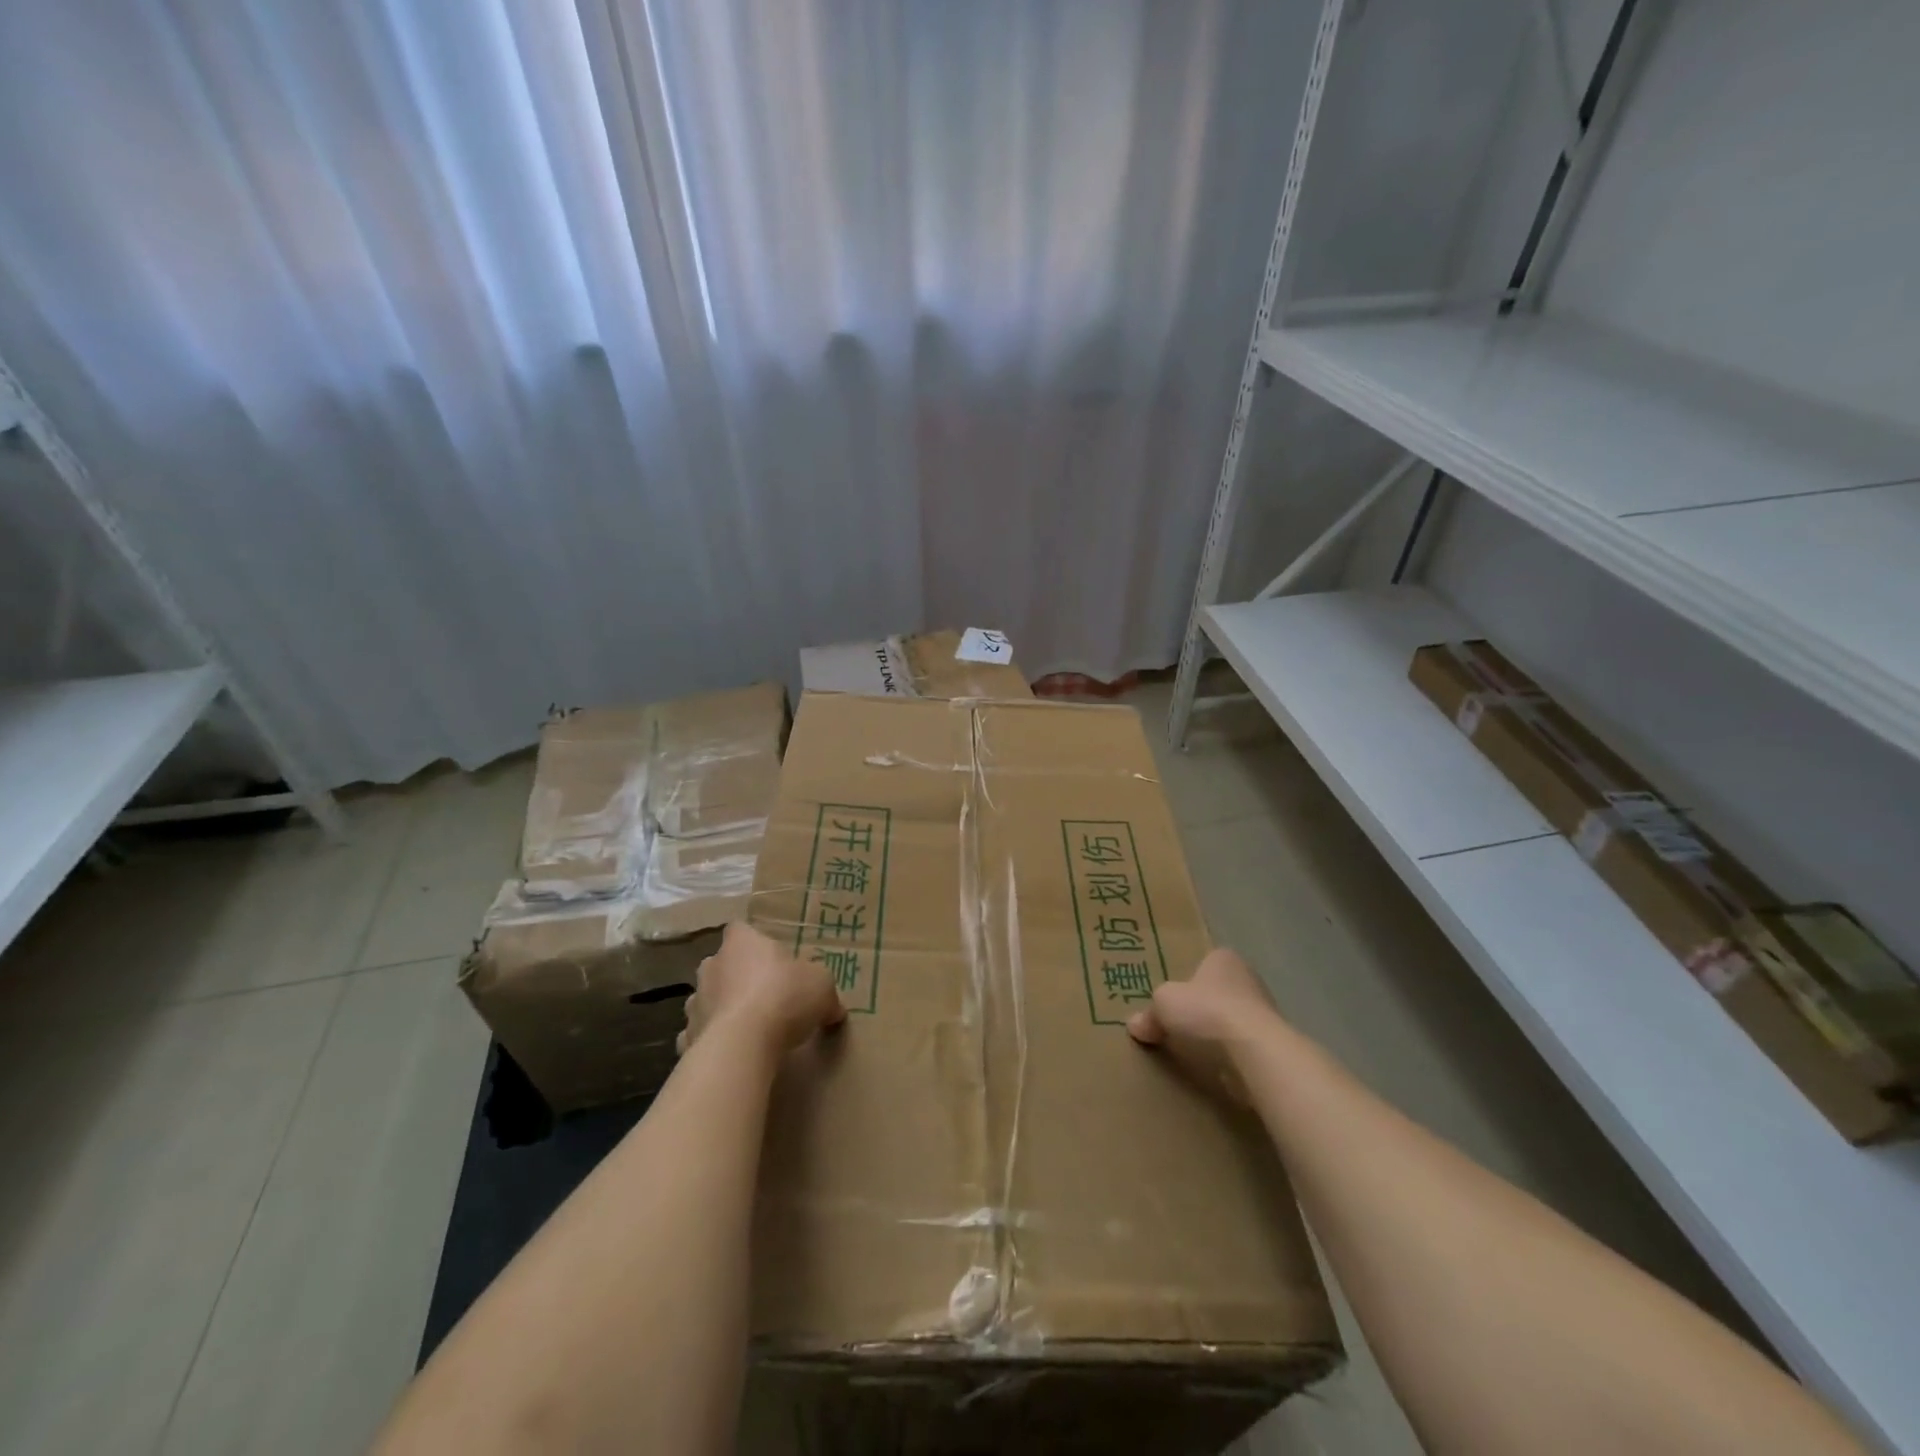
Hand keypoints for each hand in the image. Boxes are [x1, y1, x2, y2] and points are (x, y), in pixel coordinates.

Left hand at [676, 922, 846, 1058]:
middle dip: (737, 977)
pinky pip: (701, 1035)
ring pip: (709, 999)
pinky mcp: (689, 1036)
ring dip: (723, 1009)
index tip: (770, 958)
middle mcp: (712, 965)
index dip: (753, 941)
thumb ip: (825, 994)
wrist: (742, 1044)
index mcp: (742, 942)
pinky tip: (733, 1053)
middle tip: (764, 995)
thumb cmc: (784, 997)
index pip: (740, 929)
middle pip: (722, 964)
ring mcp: (696, 1001)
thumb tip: (834, 1009)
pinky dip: (713, 1042)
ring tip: (749, 1029)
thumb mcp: (822, 987)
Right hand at [1127, 947, 1278, 1100]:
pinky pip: (1244, 1047)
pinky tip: (1216, 1068)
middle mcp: (1248, 979)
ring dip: (1218, 1035)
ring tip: (1195, 1052)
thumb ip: (1149, 1014)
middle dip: (1203, 1009)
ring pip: (1233, 1021)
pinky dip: (1232, 1057)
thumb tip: (1135, 1025)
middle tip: (1180, 1026)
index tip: (1174, 1000)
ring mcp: (1266, 1013)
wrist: (1254, 1051)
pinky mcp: (1273, 1045)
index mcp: (1223, 959)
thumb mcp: (1163, 1005)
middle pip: (1218, 993)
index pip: (1204, 964)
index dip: (1188, 981)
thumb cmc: (1206, 1011)